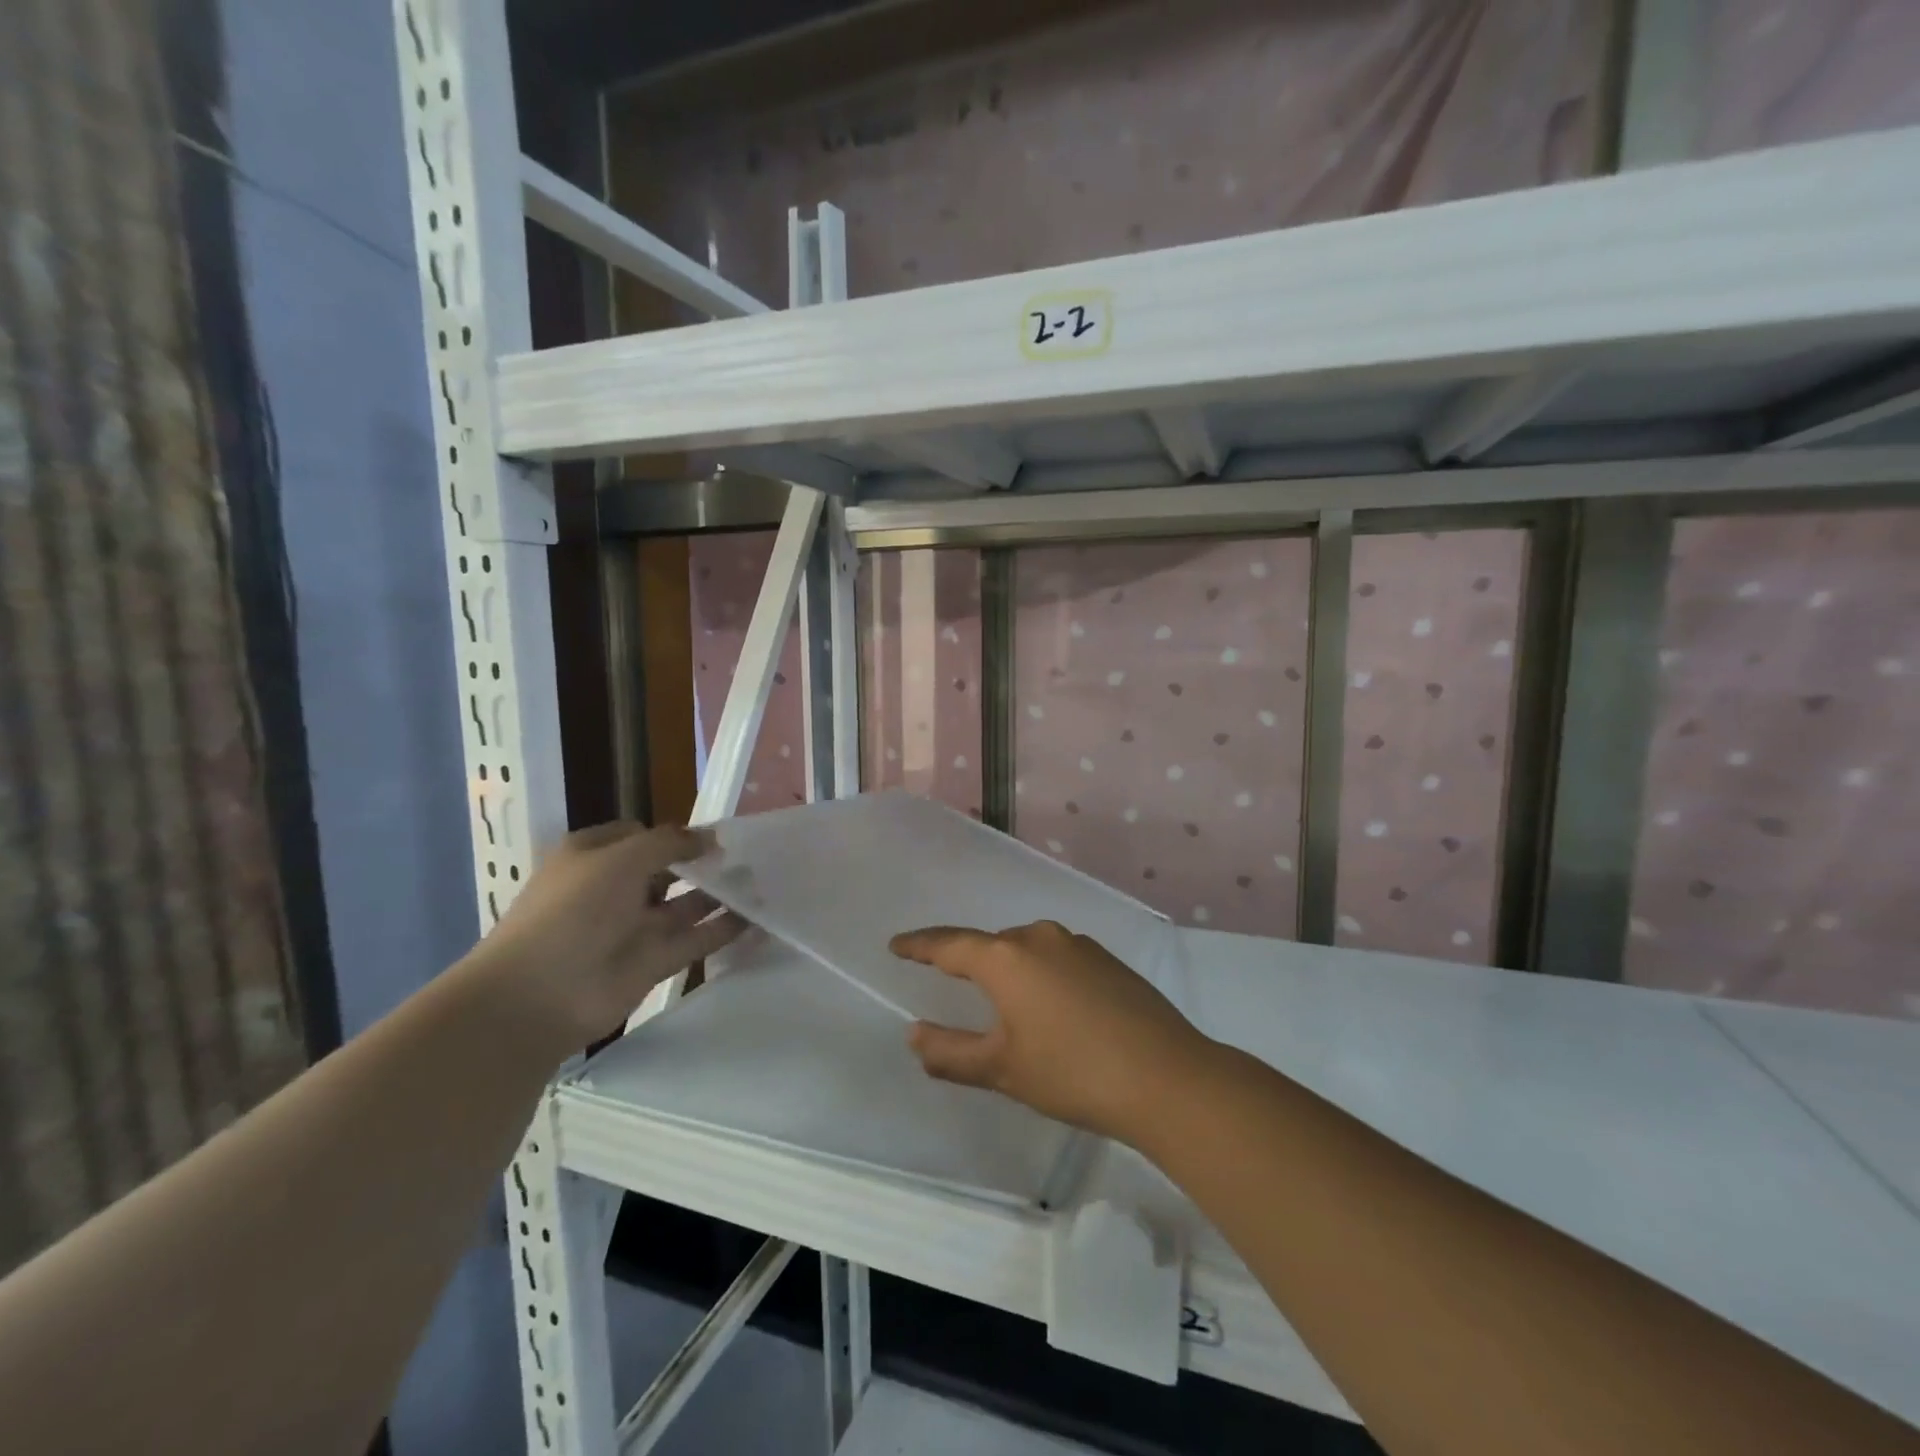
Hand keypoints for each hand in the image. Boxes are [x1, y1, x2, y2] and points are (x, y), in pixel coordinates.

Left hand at [465, 822, 744, 1048]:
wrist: (537, 998)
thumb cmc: (573, 911)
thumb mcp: (619, 859)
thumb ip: (669, 843)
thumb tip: (710, 837)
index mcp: (595, 856)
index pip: (641, 835)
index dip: (676, 833)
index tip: (716, 835)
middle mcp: (615, 888)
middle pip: (668, 869)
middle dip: (705, 862)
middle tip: (754, 856)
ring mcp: (635, 927)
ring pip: (687, 904)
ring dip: (722, 894)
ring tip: (767, 882)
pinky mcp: (654, 962)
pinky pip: (697, 939)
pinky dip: (726, 930)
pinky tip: (761, 919)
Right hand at [889, 921, 1215, 1143]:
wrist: (1167, 1078)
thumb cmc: (1073, 1073)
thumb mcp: (1002, 1069)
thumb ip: (950, 1052)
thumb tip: (914, 1034)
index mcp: (1007, 958)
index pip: (950, 944)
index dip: (919, 945)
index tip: (896, 945)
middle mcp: (1040, 937)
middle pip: (990, 946)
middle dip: (967, 962)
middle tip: (948, 981)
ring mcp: (1078, 944)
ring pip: (1026, 951)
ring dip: (1009, 971)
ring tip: (1004, 1004)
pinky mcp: (1107, 959)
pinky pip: (1057, 959)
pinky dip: (1041, 976)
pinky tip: (1052, 1008)